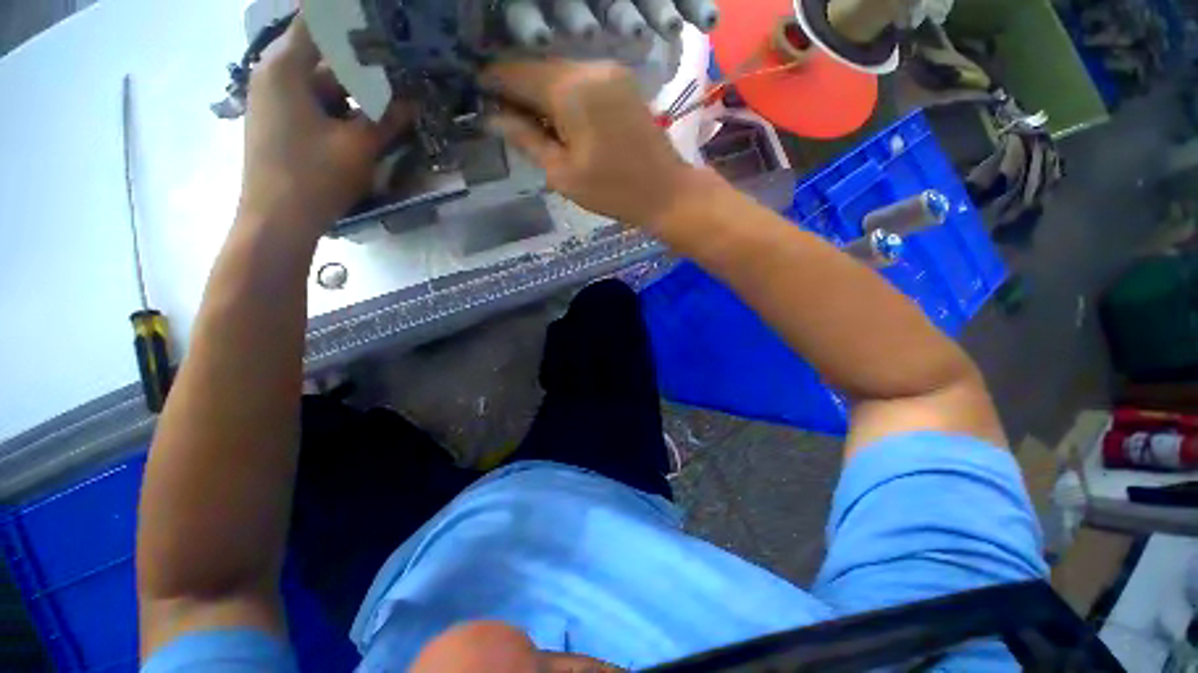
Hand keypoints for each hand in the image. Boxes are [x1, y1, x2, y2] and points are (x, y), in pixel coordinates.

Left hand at [238, 16, 412, 236]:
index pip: (317, 23)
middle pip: (324, 56)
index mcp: (286, 68)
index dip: (349, 18)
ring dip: (356, 90)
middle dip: (362, 61)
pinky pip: (316, 103)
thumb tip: (413, 102)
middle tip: (399, 65)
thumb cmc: (314, 177)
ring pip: (323, 83)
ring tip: (392, 96)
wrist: (277, 221)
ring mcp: (276, 101)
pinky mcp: (281, 123)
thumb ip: (387, 120)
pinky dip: (342, 108)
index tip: (380, 19)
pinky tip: (369, 119)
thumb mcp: (358, 147)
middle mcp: (275, 76)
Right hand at [480, 60, 700, 228]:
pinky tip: (561, 120)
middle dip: (517, 90)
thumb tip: (493, 118)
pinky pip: (582, 80)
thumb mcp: (562, 174)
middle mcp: (589, 68)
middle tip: (504, 118)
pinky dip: (564, 95)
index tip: (477, 97)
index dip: (493, 83)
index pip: (517, 74)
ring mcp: (610, 72)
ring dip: (541, 94)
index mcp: (570, 91)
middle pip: (539, 69)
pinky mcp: (622, 82)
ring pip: (560, 74)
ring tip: (532, 125)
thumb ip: (527, 140)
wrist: (665, 191)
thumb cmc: (612, 191)